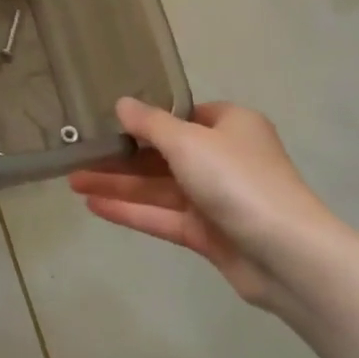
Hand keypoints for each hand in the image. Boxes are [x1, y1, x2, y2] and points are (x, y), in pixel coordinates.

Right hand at [68, 98, 347, 311]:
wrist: (286, 254)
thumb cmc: (237, 179)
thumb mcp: (188, 141)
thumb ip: (150, 124)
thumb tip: (121, 103)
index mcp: (231, 126)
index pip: (184, 115)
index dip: (148, 117)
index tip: (110, 119)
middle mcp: (224, 158)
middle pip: (163, 153)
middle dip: (121, 155)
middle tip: (79, 153)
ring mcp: (216, 198)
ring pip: (158, 187)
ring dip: (117, 183)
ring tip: (72, 180)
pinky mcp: (208, 234)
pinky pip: (162, 216)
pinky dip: (130, 210)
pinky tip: (93, 206)